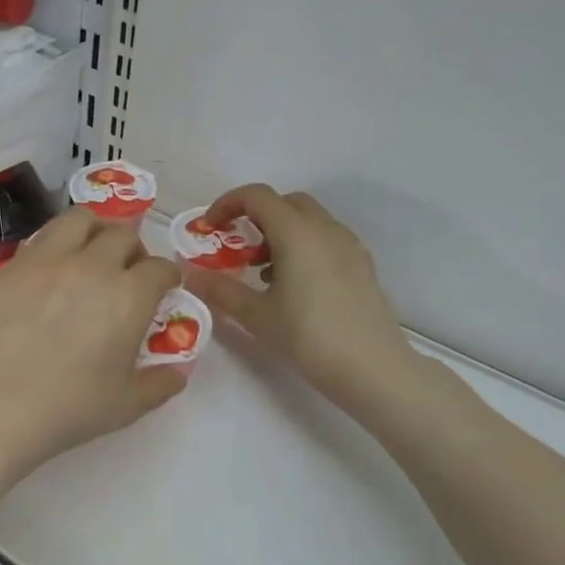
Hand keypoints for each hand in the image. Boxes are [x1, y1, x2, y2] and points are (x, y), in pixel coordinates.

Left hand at [0, 208, 184, 487]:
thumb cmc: (68, 408)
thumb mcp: (127, 405)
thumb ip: (159, 384)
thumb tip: (178, 372)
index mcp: (129, 296)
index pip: (160, 268)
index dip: (167, 276)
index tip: (164, 287)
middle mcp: (93, 266)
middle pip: (123, 235)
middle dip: (134, 250)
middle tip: (128, 272)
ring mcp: (48, 260)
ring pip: (80, 220)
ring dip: (95, 231)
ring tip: (91, 253)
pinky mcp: (12, 267)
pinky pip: (41, 239)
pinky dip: (56, 246)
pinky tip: (51, 272)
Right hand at [182, 184, 418, 409]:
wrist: (373, 368)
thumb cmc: (309, 338)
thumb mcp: (256, 316)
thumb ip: (221, 290)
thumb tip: (191, 275)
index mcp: (297, 233)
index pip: (257, 196)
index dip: (227, 204)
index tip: (210, 228)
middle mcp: (325, 229)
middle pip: (285, 202)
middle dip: (256, 216)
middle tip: (238, 247)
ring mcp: (349, 245)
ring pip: (308, 220)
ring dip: (280, 231)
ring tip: (263, 271)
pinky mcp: (362, 264)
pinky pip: (326, 238)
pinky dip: (303, 246)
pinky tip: (294, 285)